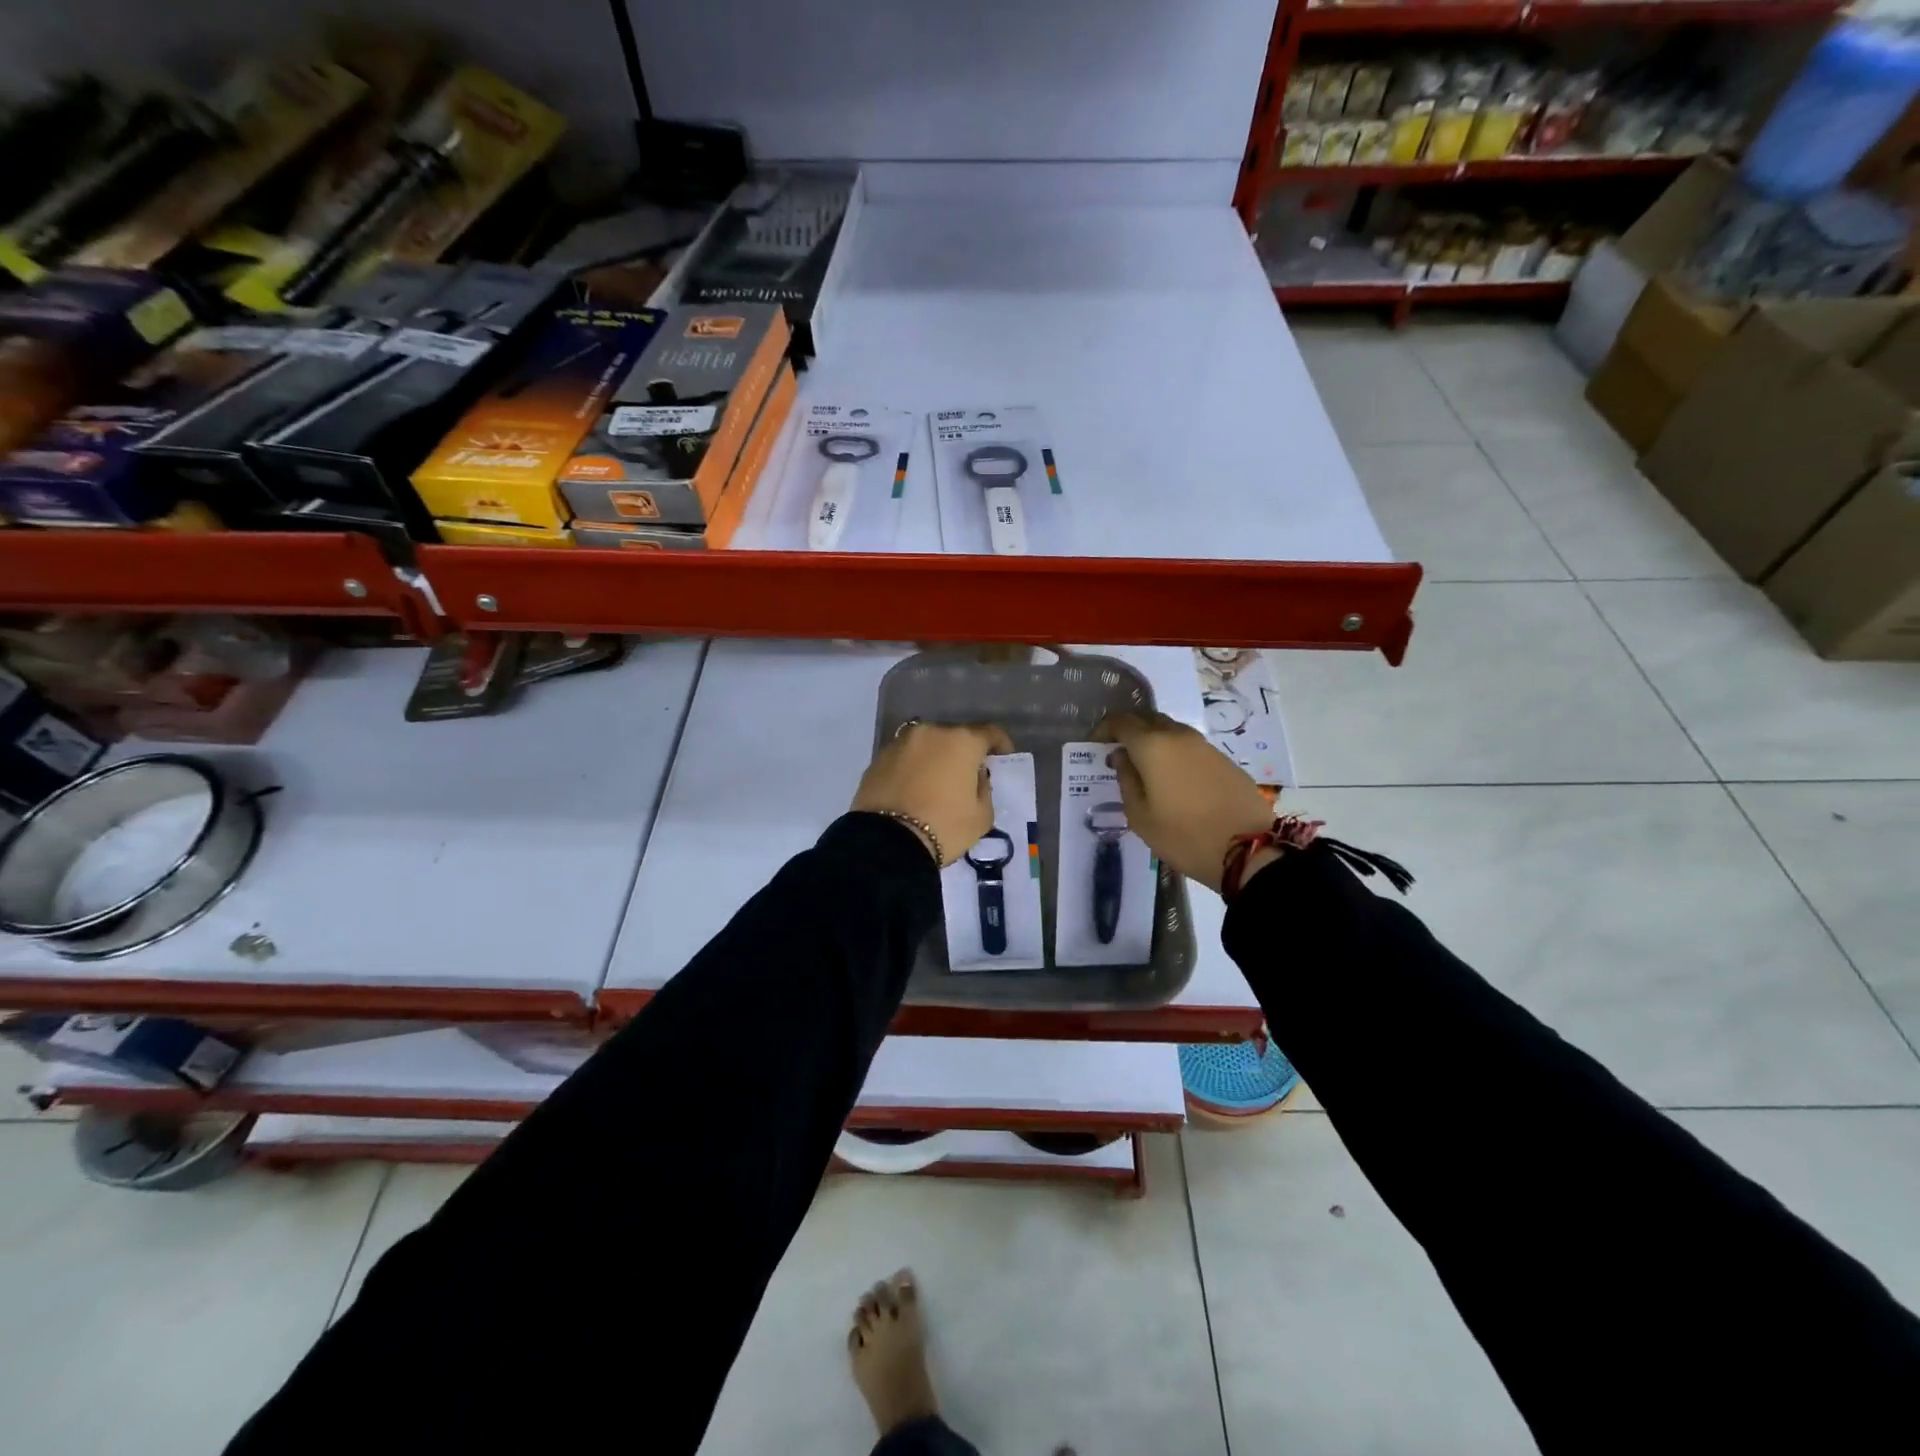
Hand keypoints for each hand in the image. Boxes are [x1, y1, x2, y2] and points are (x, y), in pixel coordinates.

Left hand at [853, 721, 1015, 866]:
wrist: (887, 844)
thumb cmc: (944, 827)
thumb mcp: (982, 815)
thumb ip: (984, 788)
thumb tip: (975, 776)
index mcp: (961, 741)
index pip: (989, 732)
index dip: (1000, 744)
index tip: (1002, 758)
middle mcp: (930, 732)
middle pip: (955, 737)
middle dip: (964, 753)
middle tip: (967, 776)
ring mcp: (900, 743)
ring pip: (926, 746)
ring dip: (935, 758)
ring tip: (937, 783)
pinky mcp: (877, 759)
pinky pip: (905, 759)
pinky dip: (913, 768)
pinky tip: (913, 789)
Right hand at [1093, 712, 1273, 892]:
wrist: (1248, 849)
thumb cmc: (1184, 836)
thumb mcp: (1140, 816)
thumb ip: (1126, 780)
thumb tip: (1122, 757)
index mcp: (1152, 746)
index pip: (1121, 722)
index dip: (1104, 729)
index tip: (1095, 746)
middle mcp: (1178, 736)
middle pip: (1147, 719)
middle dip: (1129, 731)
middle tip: (1118, 753)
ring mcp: (1204, 745)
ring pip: (1170, 730)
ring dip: (1153, 741)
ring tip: (1144, 767)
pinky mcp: (1223, 759)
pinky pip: (1189, 746)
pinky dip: (1173, 752)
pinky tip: (1172, 778)